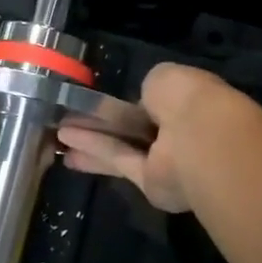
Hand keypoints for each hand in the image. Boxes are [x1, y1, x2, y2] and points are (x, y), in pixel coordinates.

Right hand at [56, 62, 222, 212]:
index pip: (157, 102)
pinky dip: (95, 153)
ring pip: (123, 148)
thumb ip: (150, 89)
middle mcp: (178, 133)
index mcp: (189, 102)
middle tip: (72, 120)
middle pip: (135, 129)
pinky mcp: (149, 184)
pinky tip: (67, 147)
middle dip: (106, 125)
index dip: (130, 102)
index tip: (105, 100)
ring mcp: (165, 161)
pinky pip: (119, 162)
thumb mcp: (164, 77)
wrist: (203, 140)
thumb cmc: (188, 99)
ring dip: (92, 141)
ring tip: (59, 136)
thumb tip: (142, 102)